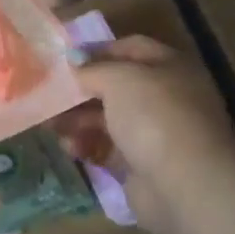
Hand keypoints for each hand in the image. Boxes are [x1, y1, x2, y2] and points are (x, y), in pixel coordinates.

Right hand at [54, 36, 234, 233]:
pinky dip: (87, 146)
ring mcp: (155, 134)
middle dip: (82, 90)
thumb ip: (93, 67)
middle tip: (49, 93)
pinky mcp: (143, 166)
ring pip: (109, 119)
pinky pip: (108, 149)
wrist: (184, 185)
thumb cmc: (154, 116)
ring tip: (50, 125)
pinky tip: (69, 147)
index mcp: (170, 67)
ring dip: (78, 120)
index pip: (132, 48)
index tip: (66, 59)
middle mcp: (166, 98)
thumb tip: (73, 60)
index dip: (99, 50)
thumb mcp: (119, 79)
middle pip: (116, 87)